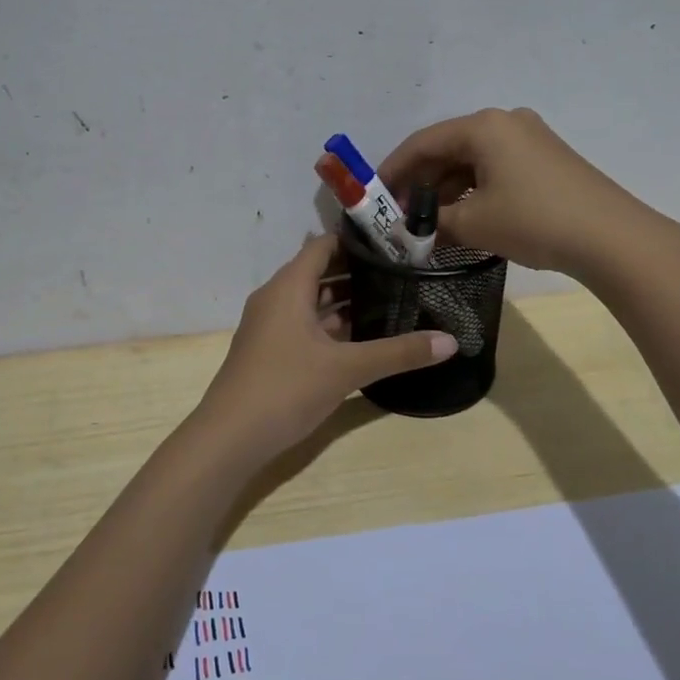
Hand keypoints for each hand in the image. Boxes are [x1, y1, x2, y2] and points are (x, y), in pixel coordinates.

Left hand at [193, 235, 457, 459]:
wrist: (229, 438)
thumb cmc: (285, 388)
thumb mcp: (347, 369)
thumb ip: (398, 352)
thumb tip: (451, 341)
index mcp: (288, 287)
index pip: (323, 246)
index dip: (357, 241)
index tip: (395, 242)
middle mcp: (276, 298)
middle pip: (319, 271)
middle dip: (358, 271)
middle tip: (402, 271)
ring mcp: (270, 326)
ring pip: (312, 301)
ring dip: (345, 299)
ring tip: (390, 299)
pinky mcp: (270, 351)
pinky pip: (305, 324)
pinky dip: (331, 324)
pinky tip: (362, 336)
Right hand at [378, 107, 658, 277]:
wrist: (612, 238)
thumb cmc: (534, 220)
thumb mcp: (474, 224)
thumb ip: (432, 223)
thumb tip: (406, 231)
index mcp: (483, 126)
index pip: (423, 143)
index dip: (393, 170)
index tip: (373, 196)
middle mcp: (505, 122)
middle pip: (448, 149)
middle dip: (420, 182)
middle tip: (399, 214)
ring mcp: (530, 139)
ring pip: (472, 161)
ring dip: (446, 190)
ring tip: (427, 223)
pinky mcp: (546, 159)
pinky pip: (495, 169)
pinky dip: (473, 191)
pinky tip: (462, 218)